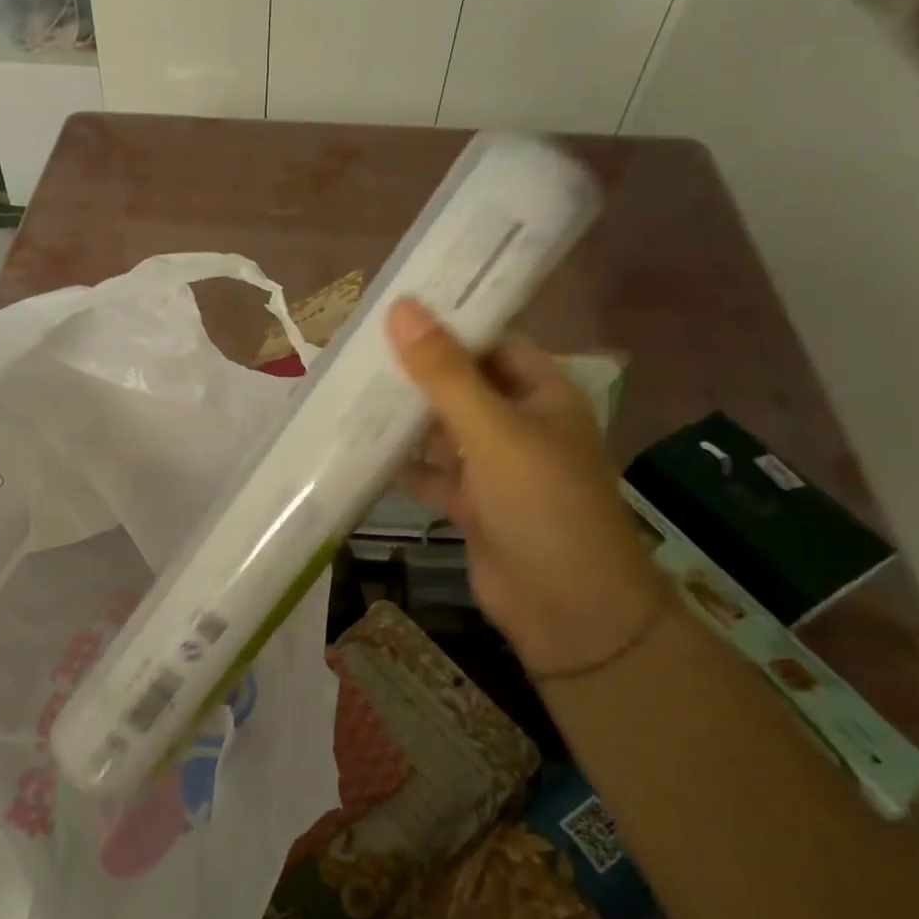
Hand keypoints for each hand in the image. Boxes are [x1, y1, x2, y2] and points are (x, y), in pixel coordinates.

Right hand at [387, 300, 670, 676]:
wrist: (569, 610)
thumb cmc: (543, 506)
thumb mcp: (493, 431)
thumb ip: (445, 373)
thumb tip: (402, 308)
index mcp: (542, 393)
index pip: (491, 342)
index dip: (446, 325)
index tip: (391, 312)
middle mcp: (521, 423)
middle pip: (462, 384)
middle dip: (416, 372)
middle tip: (356, 350)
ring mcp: (497, 467)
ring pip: (444, 430)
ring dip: (406, 418)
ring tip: (348, 392)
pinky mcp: (474, 505)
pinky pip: (434, 474)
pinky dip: (405, 465)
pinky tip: (361, 451)